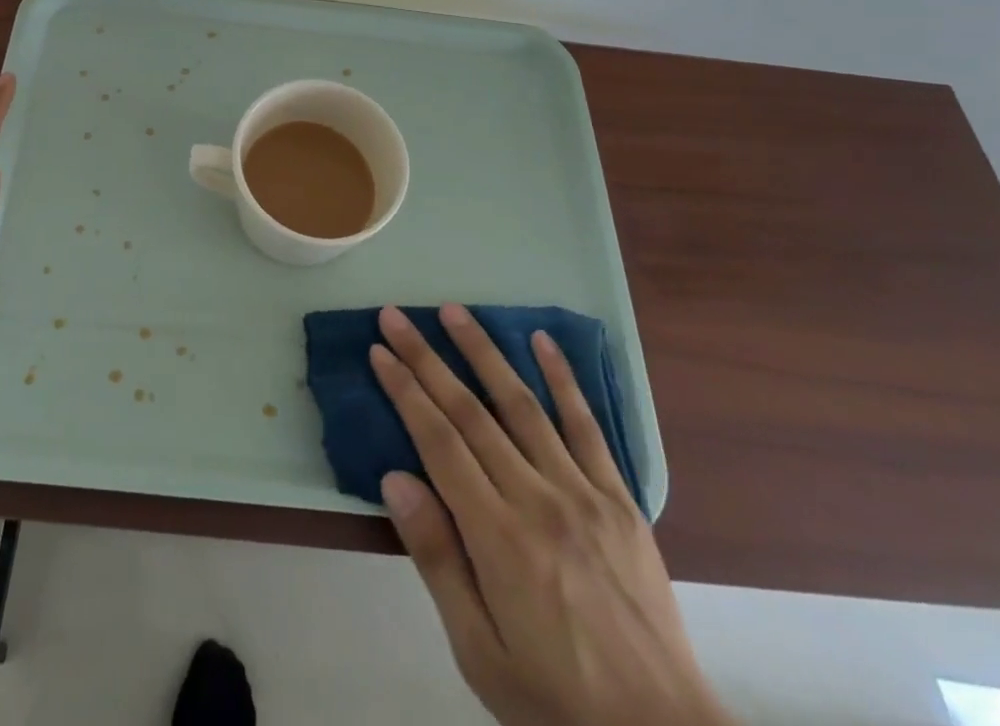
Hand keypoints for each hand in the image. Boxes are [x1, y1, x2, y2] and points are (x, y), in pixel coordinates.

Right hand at [372, 306, 730, 725]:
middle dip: (427, 358)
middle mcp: (537, 498)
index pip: (438, 441)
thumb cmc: (553, 699)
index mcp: (497, 536)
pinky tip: (542, 341)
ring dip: (483, 352)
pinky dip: (563, 379)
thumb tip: (395, 478)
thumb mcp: (478, 651)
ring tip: (454, 311)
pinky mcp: (619, 498)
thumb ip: (436, 558)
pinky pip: (587, 426)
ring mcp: (582, 492)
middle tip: (396, 315)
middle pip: (470, 412)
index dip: (405, 391)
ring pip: (522, 404)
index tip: (379, 352)